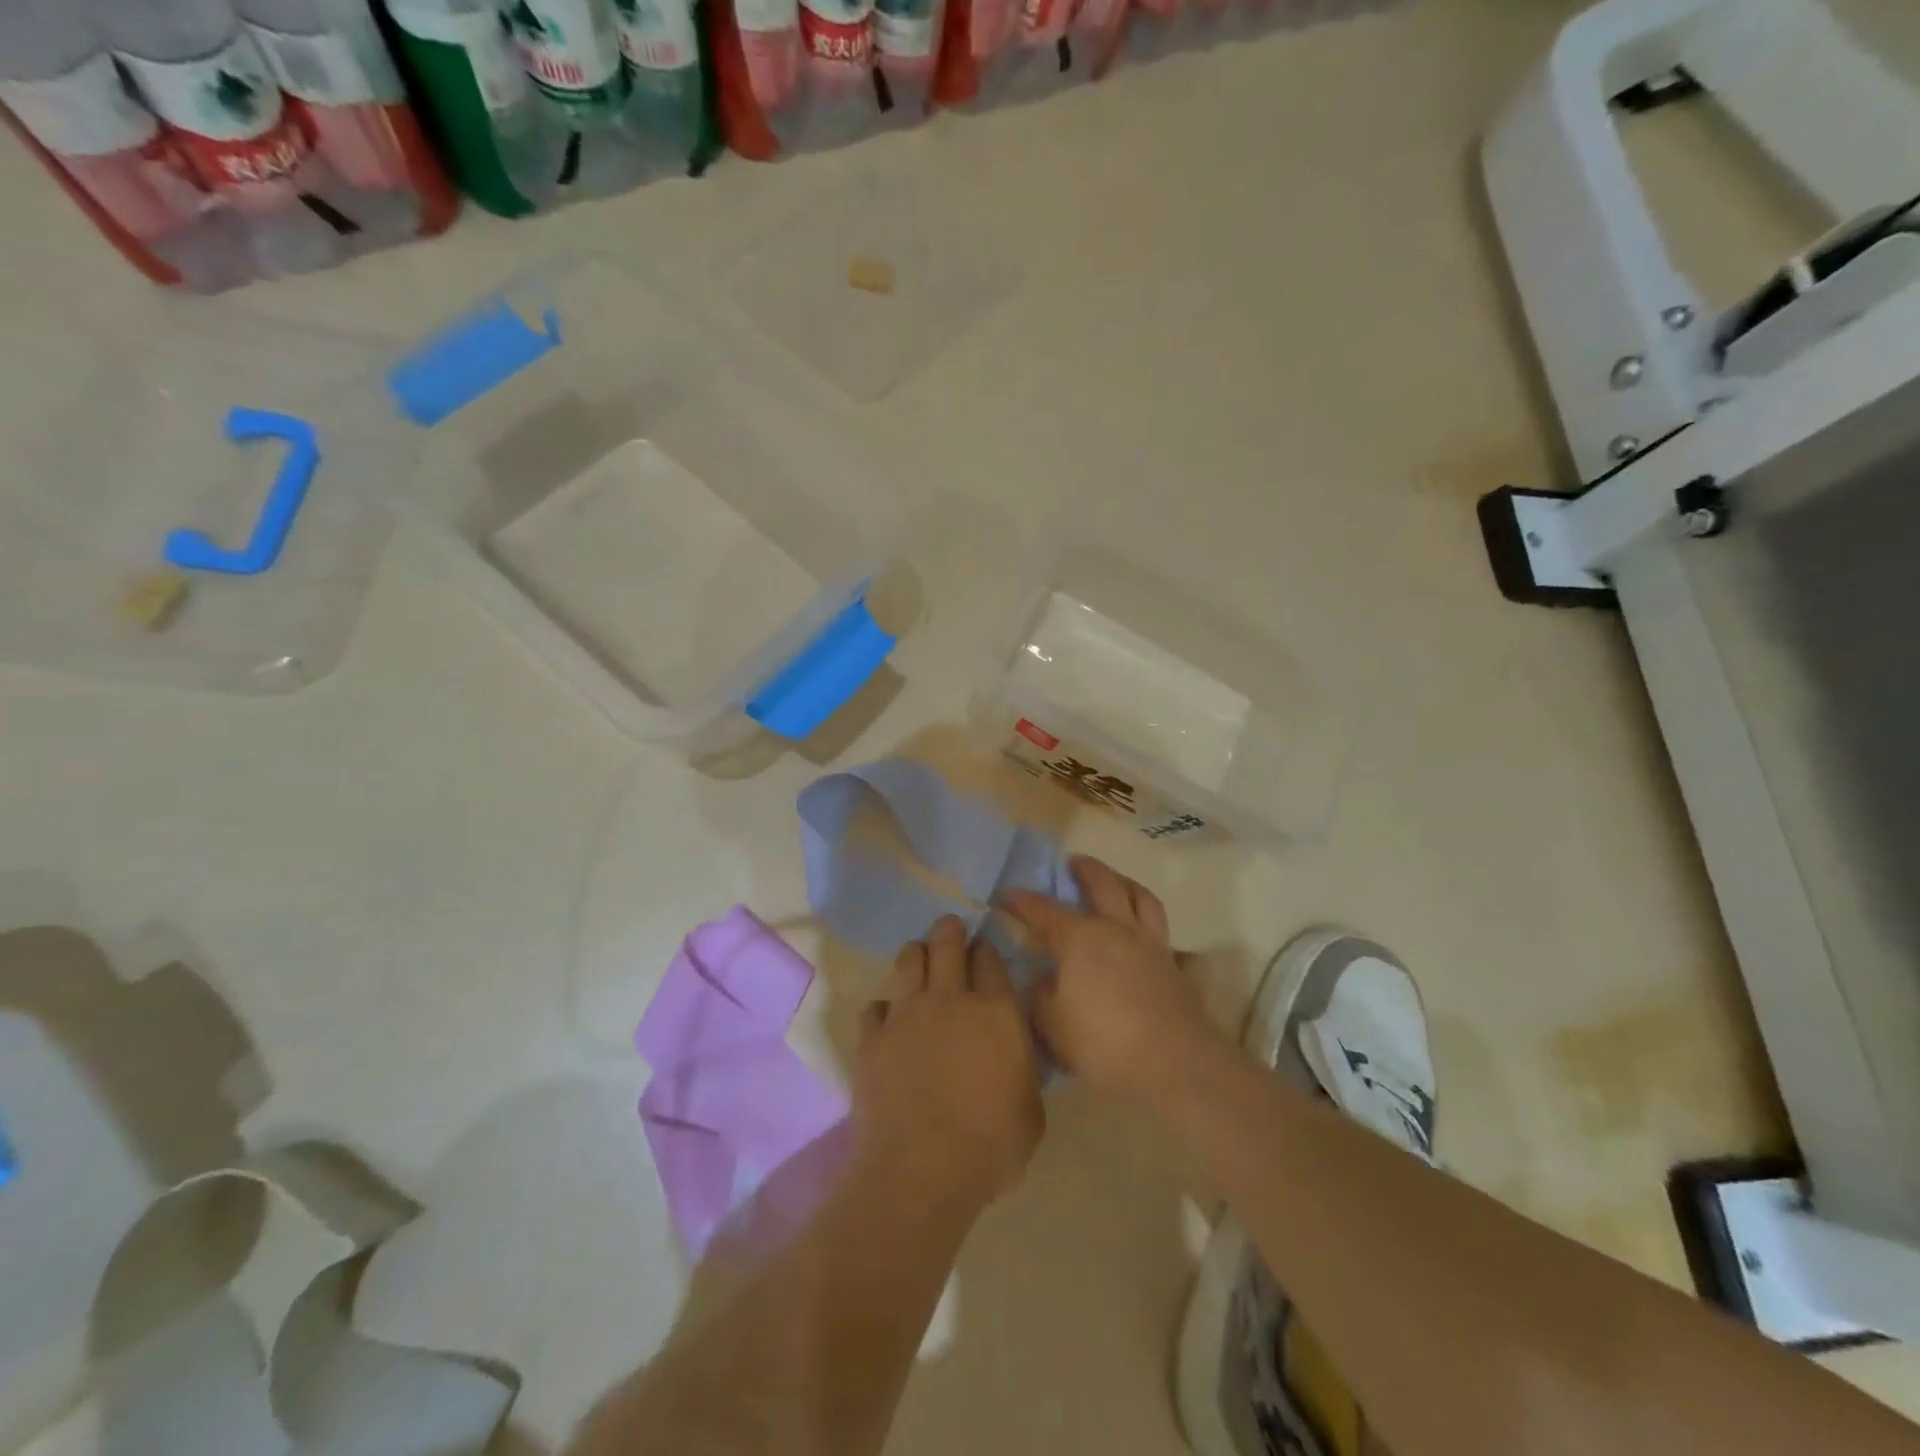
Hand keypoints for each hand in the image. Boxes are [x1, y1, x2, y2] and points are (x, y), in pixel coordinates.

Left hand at [852, 915, 1044, 1214]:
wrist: (921, 1170)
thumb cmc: (990, 1146)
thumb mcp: (1031, 1110)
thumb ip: (1022, 1069)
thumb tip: (1013, 1054)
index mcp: (995, 1012)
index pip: (989, 958)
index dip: (985, 949)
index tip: (982, 950)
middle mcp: (949, 999)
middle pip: (946, 943)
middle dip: (949, 930)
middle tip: (949, 929)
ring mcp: (905, 1014)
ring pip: (907, 960)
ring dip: (915, 955)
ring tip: (917, 960)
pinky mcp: (872, 1037)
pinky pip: (874, 1007)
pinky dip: (882, 1010)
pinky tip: (887, 1022)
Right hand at [1006, 856, 1223, 1103]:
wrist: (1173, 1061)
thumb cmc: (1103, 1042)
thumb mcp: (1053, 1027)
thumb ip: (1042, 998)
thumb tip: (1044, 980)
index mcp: (1079, 939)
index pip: (1043, 910)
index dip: (1022, 901)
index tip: (1006, 895)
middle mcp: (1115, 929)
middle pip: (1101, 883)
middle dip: (1084, 869)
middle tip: (1072, 863)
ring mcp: (1150, 943)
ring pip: (1140, 897)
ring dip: (1124, 882)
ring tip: (1115, 881)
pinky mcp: (1174, 964)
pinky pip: (1161, 931)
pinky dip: (1149, 923)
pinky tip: (1143, 935)